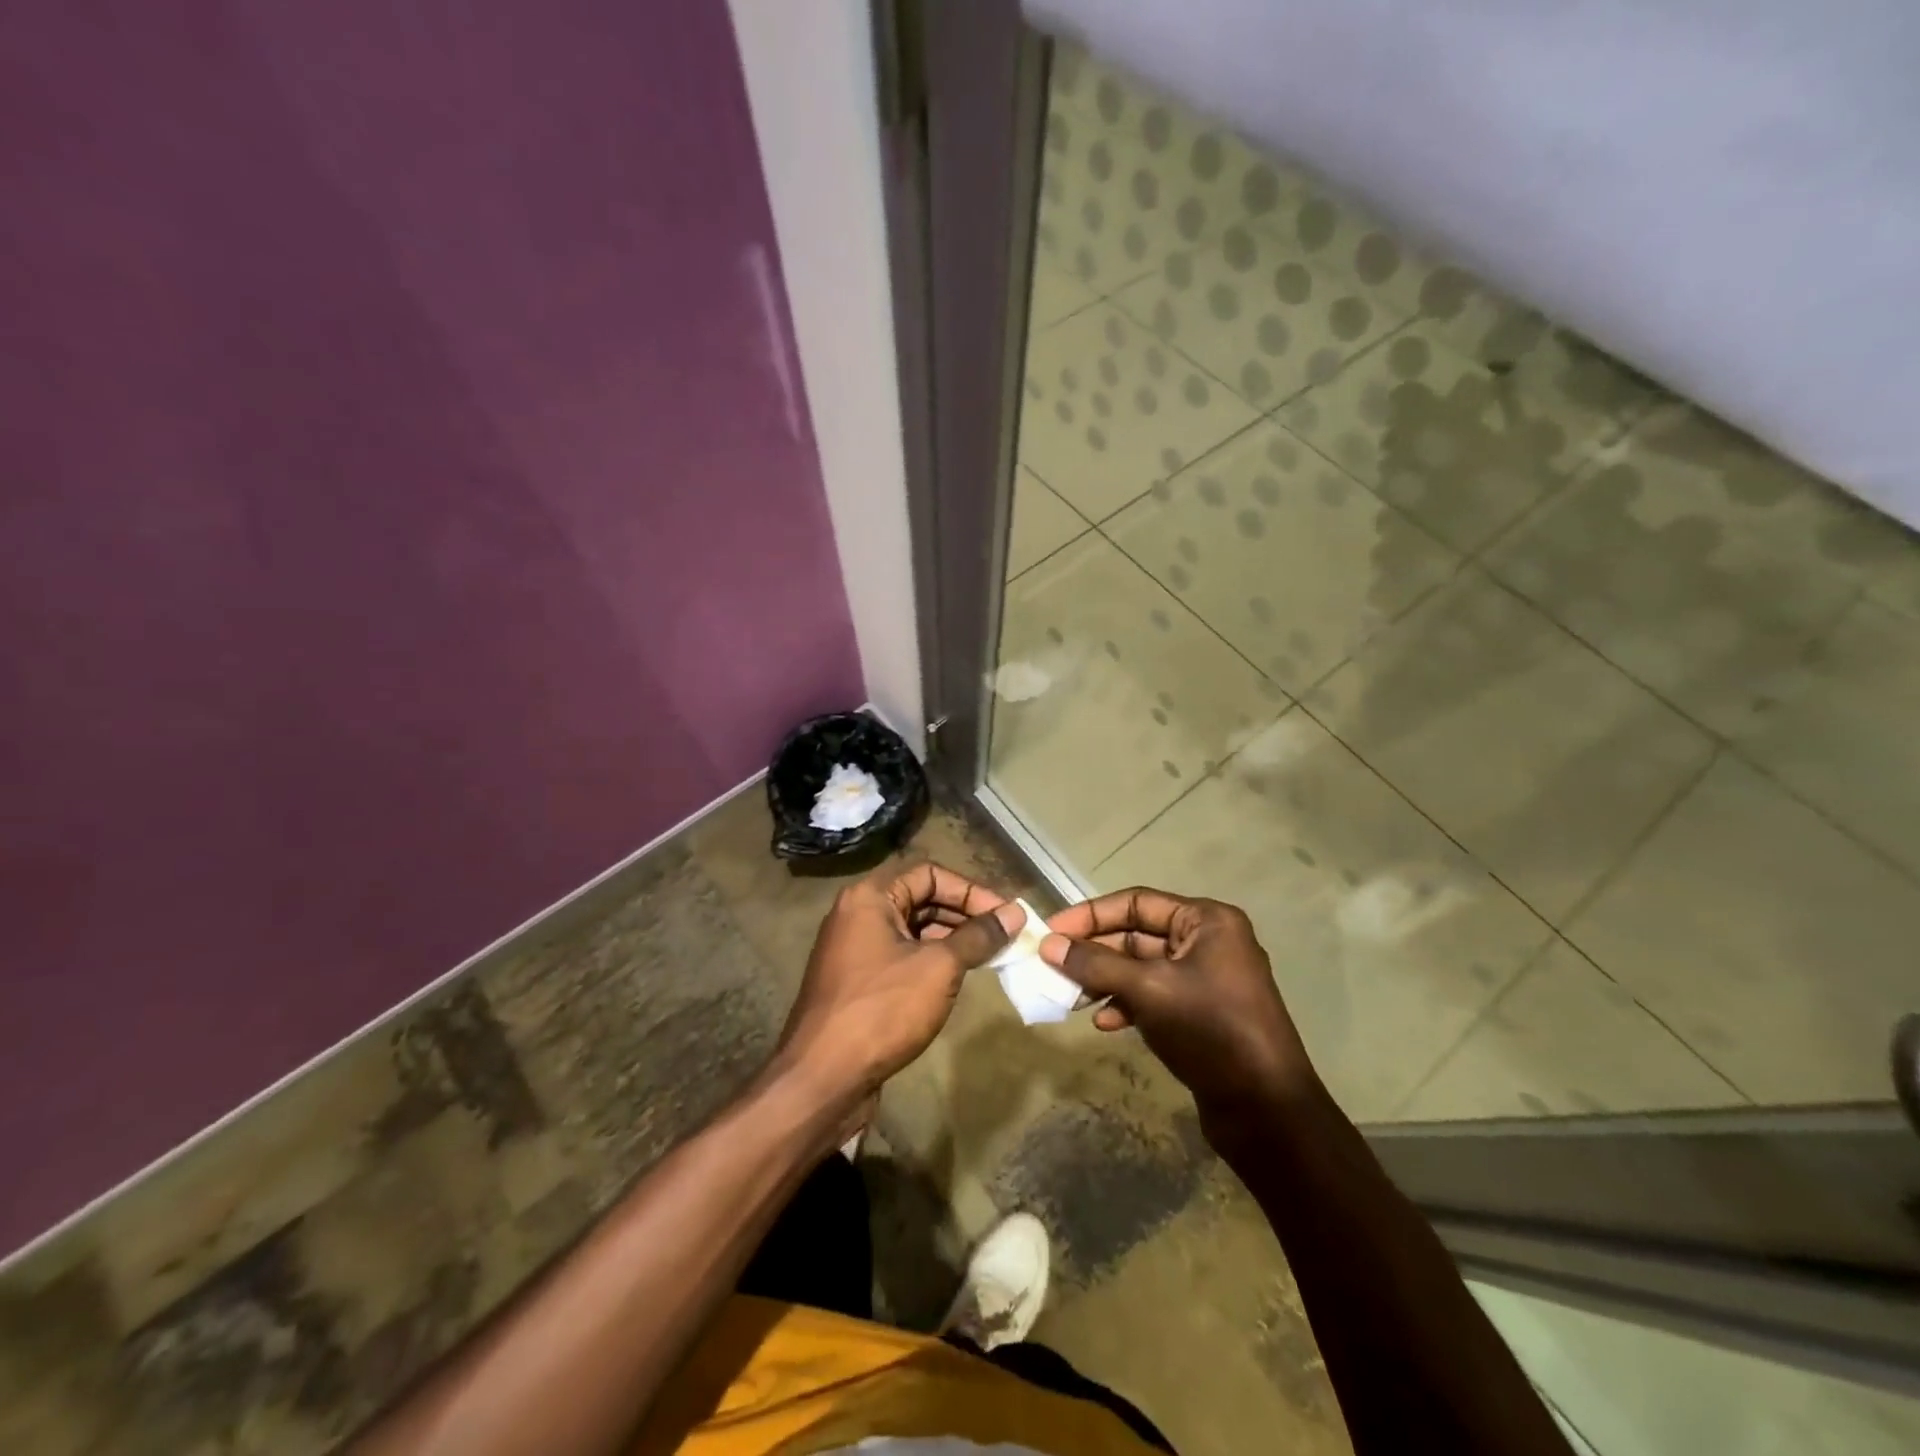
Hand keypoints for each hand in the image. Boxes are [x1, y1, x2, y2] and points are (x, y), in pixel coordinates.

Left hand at [779, 863, 1021, 1107]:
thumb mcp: (938, 967)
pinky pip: (902, 956)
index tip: (1005, 914)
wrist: (822, 1078)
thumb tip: (1015, 913)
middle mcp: (858, 914)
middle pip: (921, 898)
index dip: (971, 890)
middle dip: (965, 914)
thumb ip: (978, 936)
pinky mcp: (858, 982)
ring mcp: (855, 950)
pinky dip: (932, 960)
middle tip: (1005, 935)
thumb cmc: (882, 1010)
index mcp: (870, 897)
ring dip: (952, 938)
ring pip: (913, 930)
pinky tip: (959, 977)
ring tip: (991, 956)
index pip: (930, 873)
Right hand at [1041, 888, 1316, 1123]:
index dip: (1090, 915)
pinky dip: (1127, 1004)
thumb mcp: (1147, 989)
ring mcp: (1206, 979)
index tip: (1051, 932)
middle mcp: (1208, 942)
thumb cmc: (1210, 1030)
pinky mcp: (1201, 1013)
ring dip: (1106, 980)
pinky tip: (1106, 1024)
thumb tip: (1049, 946)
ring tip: (1071, 998)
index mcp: (1206, 921)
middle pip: (1137, 934)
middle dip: (1095, 952)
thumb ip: (1096, 964)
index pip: (1136, 902)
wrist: (1267, 1110)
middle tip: (1053, 967)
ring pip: (1141, 968)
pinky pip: (1154, 995)